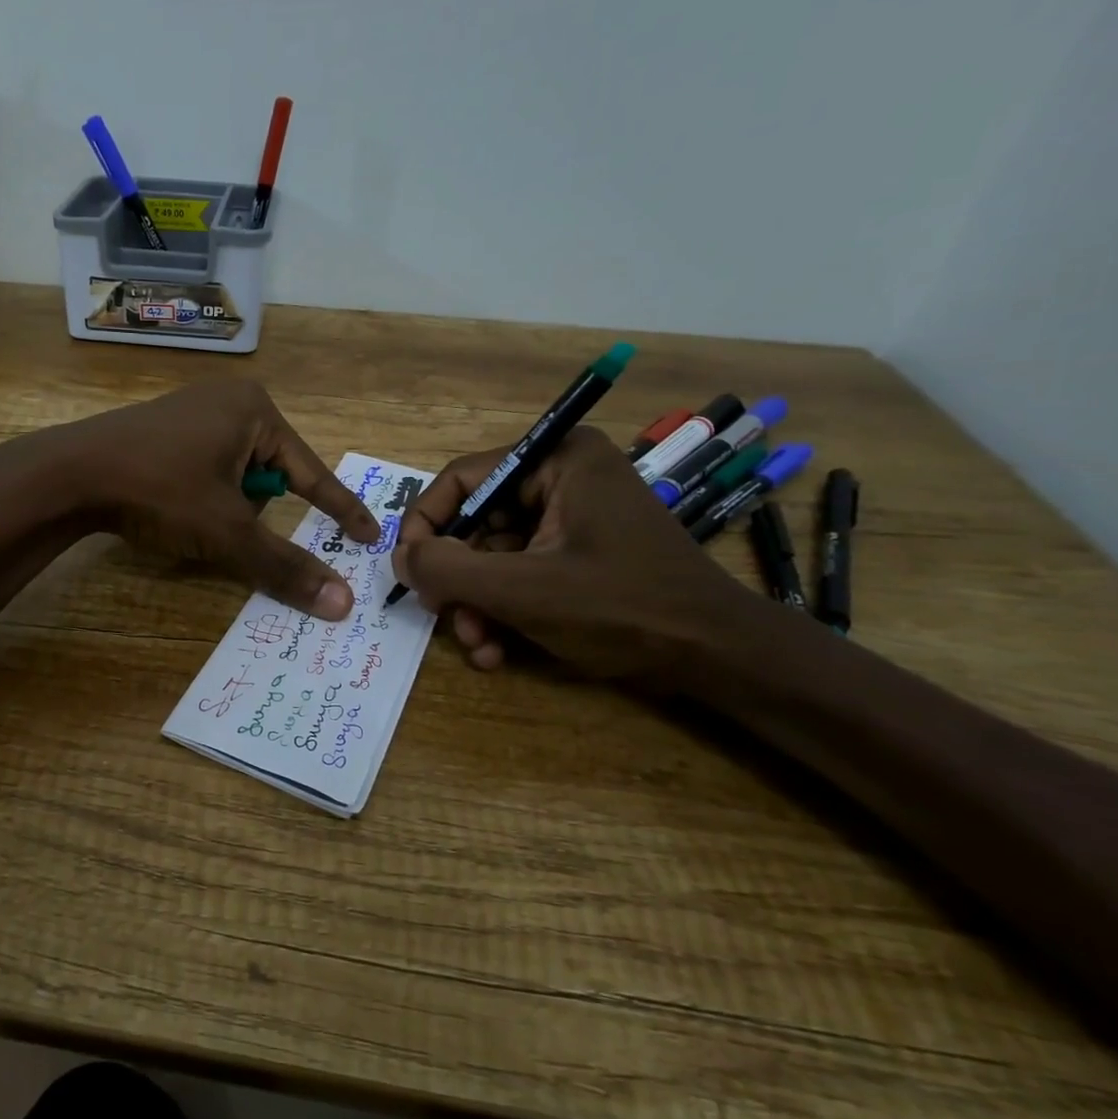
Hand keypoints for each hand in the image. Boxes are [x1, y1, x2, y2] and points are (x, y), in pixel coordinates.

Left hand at [32, 381, 380, 616]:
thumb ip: (285, 566)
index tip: (369, 537)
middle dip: (253, 510)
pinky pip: (205, 466)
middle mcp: (228, 399)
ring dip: (225, 506)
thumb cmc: (160, 490)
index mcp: (255, 409)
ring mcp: (193, 409)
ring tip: (188, 516)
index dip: (340, 510)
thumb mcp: (227, 531)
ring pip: (235, 475)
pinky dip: (202, 494)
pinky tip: (171, 505)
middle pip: (269, 475)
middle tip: (223, 527)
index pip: (311, 472)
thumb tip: (342, 605)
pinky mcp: (164, 427)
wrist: (69, 474)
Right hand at [390, 426, 762, 682]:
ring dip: (477, 604)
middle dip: (458, 579)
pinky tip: (498, 650)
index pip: (461, 480)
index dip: (425, 526)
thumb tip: (398, 558)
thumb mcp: (522, 589)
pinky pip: (521, 572)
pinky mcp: (580, 553)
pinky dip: (504, 609)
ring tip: (479, 645)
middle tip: (446, 617)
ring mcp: (573, 518)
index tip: (407, 570)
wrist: (719, 658)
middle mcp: (563, 478)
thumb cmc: (622, 607)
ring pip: (494, 556)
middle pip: (476, 523)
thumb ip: (448, 568)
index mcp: (557, 460)